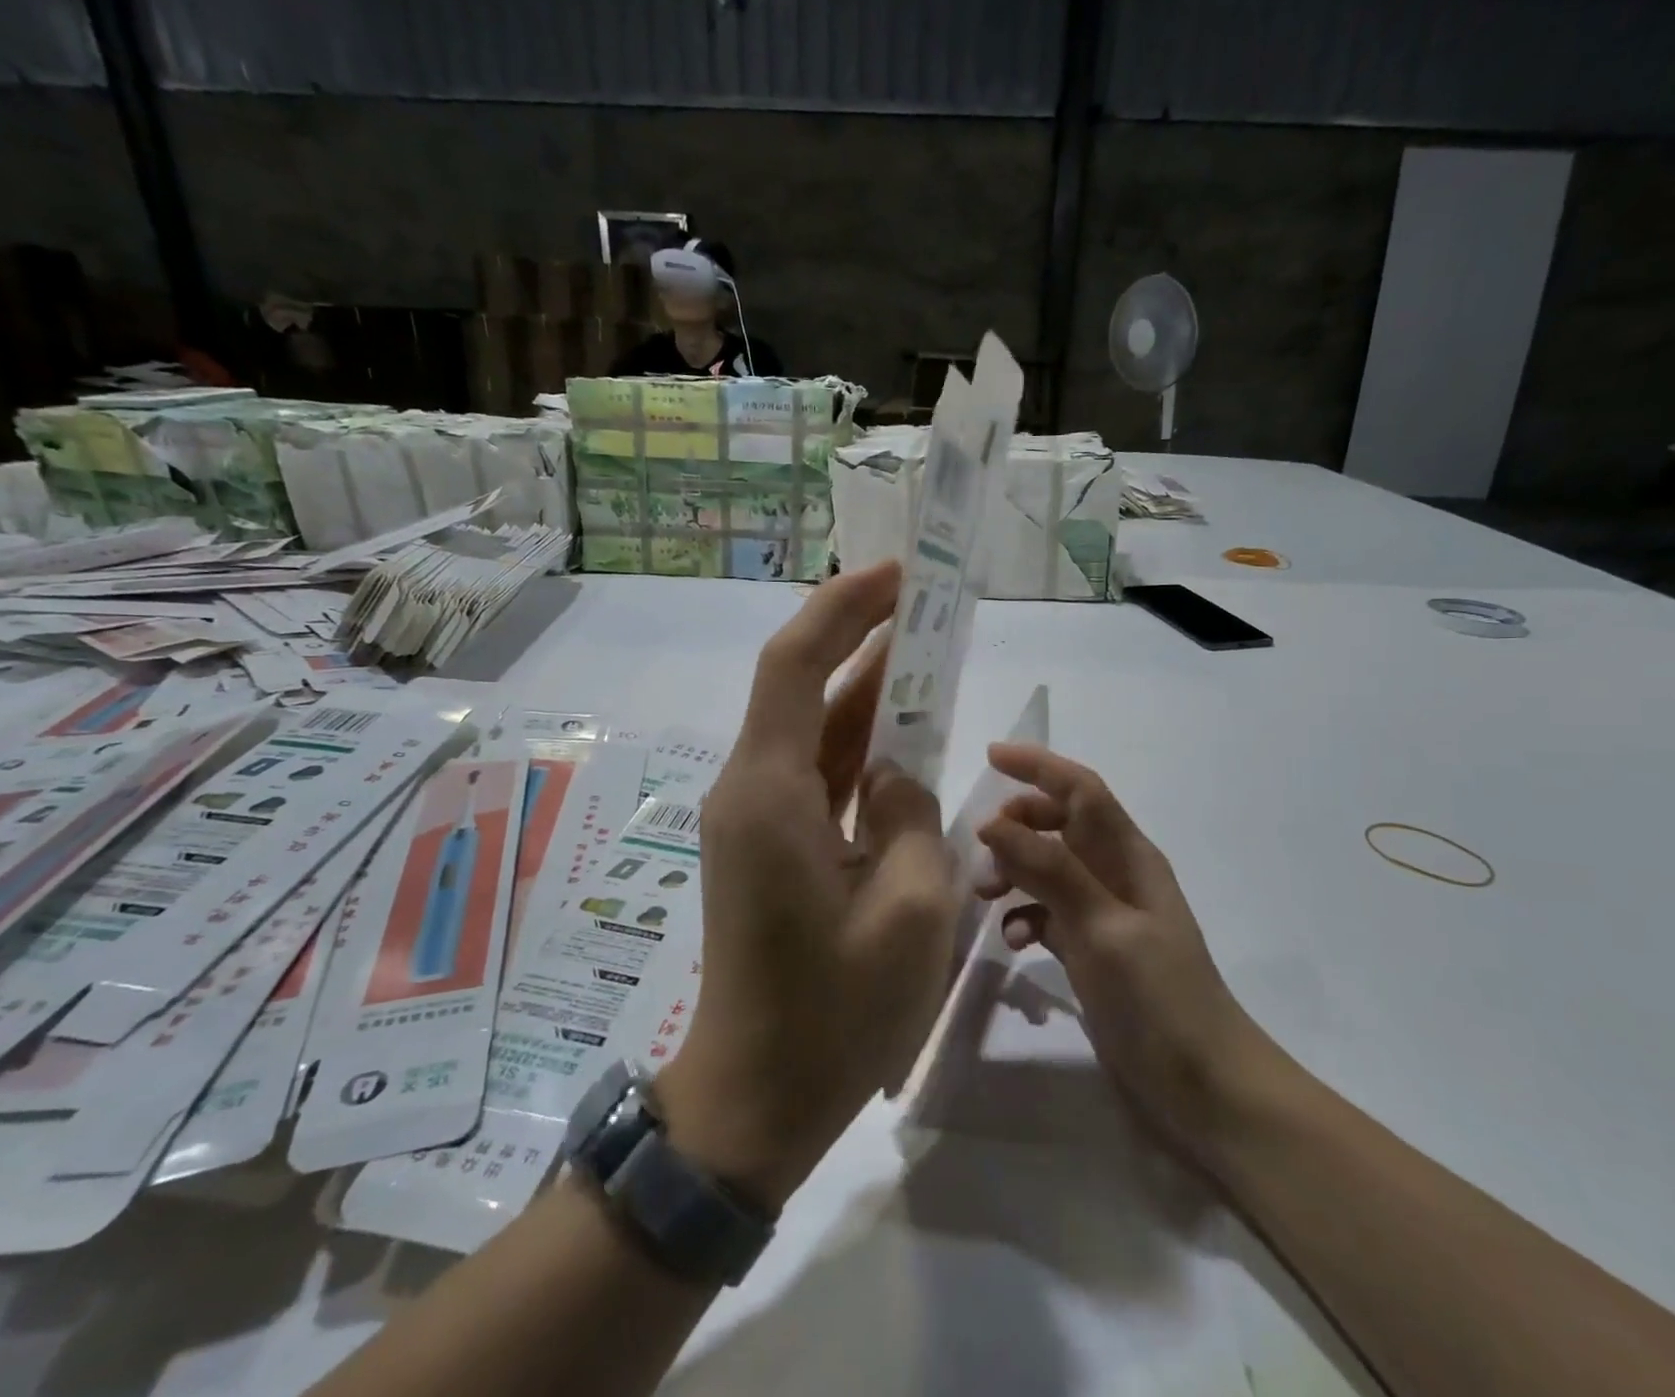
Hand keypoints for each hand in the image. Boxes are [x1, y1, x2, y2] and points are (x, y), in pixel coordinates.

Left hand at [657, 562, 962, 1208]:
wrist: (757, 1098)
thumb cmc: (835, 1014)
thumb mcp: (910, 909)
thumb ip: (909, 814)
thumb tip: (894, 772)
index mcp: (771, 794)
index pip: (796, 666)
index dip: (843, 609)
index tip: (896, 575)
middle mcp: (752, 789)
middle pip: (800, 685)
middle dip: (857, 634)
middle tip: (921, 598)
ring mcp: (757, 816)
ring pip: (812, 727)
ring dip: (863, 685)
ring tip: (922, 644)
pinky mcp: (771, 843)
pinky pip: (818, 771)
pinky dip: (859, 741)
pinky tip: (903, 726)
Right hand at [976, 743, 1275, 1168]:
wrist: (1203, 1085)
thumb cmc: (1159, 997)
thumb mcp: (1102, 927)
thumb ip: (1050, 870)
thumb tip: (993, 823)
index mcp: (1128, 855)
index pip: (1081, 790)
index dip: (1039, 766)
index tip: (991, 755)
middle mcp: (1115, 873)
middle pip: (1058, 824)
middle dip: (1016, 826)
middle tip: (980, 849)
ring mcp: (1103, 913)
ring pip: (1047, 868)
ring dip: (1013, 871)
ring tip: (984, 896)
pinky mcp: (1091, 948)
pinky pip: (1047, 912)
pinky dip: (1025, 915)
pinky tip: (1013, 942)